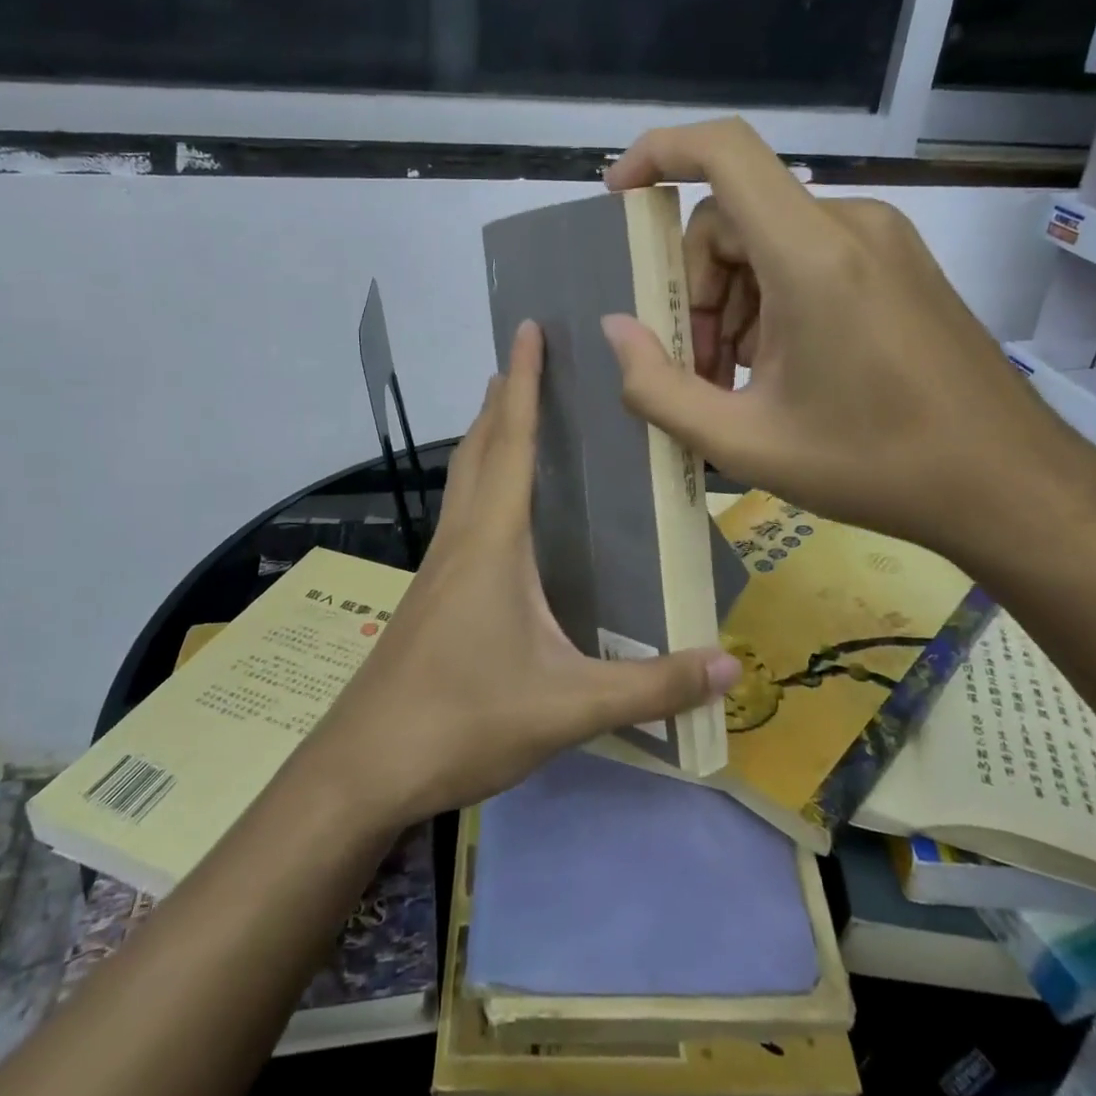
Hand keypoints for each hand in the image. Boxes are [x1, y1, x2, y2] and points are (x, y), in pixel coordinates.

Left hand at [303, 320, 740, 831]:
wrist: (363, 767)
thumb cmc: (462, 720)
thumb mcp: (567, 706)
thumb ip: (651, 686)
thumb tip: (732, 667)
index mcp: (492, 542)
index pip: (511, 442)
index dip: (523, 382)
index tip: (528, 328)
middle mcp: (460, 540)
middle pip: (479, 449)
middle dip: (501, 398)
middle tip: (527, 359)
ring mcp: (437, 568)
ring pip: (463, 481)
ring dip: (486, 438)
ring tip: (513, 415)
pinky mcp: (430, 596)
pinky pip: (461, 517)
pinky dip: (481, 485)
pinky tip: (501, 514)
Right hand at [599, 117, 1095, 562]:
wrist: (1007, 482)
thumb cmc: (873, 465)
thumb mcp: (744, 443)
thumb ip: (659, 390)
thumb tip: (616, 330)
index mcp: (811, 256)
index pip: (724, 153)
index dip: (658, 153)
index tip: (618, 195)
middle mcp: (849, 225)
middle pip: (733, 218)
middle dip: (696, 288)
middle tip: (699, 369)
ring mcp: (882, 241)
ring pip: (768, 242)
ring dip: (733, 303)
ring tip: (739, 382)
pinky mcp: (900, 264)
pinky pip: (809, 258)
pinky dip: (773, 302)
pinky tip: (782, 370)